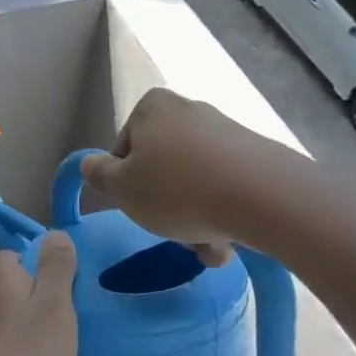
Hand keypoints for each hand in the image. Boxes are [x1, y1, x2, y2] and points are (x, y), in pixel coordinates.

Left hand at [0, 233, 78, 355]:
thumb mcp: (56, 307)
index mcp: (0, 278)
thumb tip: (54, 233)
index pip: (14, 255)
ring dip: (16, 328)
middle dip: (27, 299)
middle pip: (5, 287)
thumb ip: (56, 269)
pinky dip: (6, 352)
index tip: (60, 290)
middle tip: (57, 325)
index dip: (37, 266)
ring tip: (42, 352)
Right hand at [81, 88, 284, 262]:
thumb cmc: (177, 189)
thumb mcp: (121, 188)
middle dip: (165, 205)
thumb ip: (98, 175)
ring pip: (195, 182)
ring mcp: (226, 131)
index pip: (123, 149)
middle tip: (172, 233)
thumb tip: (91, 164)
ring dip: (195, 218)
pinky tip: (230, 241)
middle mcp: (189, 110)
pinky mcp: (256, 155)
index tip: (138, 207)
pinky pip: (226, 187)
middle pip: (162, 167)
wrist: (265, 197)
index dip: (125, 183)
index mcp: (152, 107)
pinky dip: (223, 213)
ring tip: (208, 247)